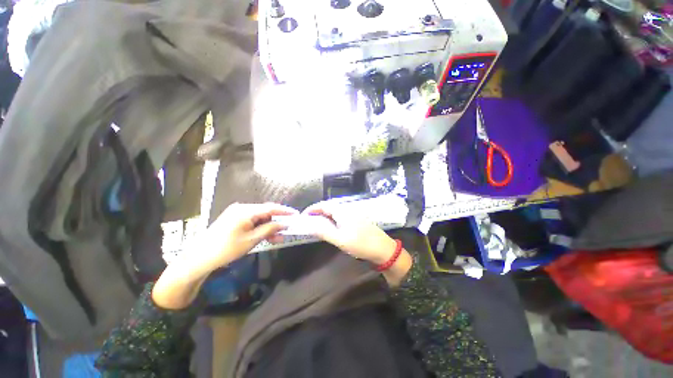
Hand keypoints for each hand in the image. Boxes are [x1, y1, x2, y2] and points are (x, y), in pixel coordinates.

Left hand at [152, 203, 296, 309]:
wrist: (199, 258)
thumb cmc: (226, 249)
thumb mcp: (252, 240)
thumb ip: (270, 229)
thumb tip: (285, 223)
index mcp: (246, 210)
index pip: (271, 208)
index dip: (285, 211)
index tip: (296, 215)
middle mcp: (242, 208)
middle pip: (266, 212)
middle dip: (278, 221)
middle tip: (289, 229)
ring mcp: (237, 214)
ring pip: (260, 218)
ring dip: (270, 227)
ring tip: (279, 237)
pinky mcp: (234, 220)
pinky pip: (252, 222)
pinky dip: (261, 229)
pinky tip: (268, 237)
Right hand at [303, 204, 397, 264]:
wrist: (383, 249)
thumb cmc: (361, 244)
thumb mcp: (340, 239)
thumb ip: (324, 231)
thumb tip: (309, 225)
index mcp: (343, 211)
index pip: (324, 205)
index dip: (312, 208)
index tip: (303, 215)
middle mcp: (348, 209)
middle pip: (329, 207)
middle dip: (317, 211)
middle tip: (308, 221)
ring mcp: (353, 214)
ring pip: (335, 211)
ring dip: (325, 215)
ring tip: (316, 224)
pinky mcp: (357, 220)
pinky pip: (341, 216)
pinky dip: (332, 219)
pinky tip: (331, 227)